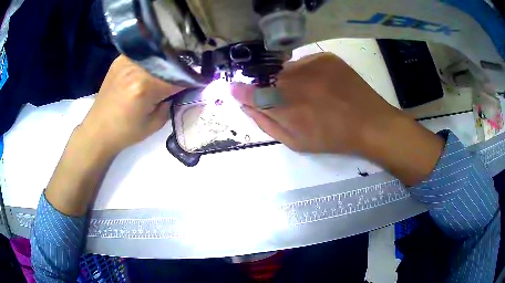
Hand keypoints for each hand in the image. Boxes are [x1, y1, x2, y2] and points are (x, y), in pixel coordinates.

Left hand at [80, 55, 183, 154]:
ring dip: (167, 60)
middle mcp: (136, 68)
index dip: (192, 79)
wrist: (98, 130)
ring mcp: (126, 61)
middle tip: (187, 73)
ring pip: (157, 54)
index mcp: (145, 87)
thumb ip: (171, 103)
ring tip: (171, 68)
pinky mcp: (119, 60)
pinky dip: (152, 58)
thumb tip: (182, 89)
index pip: (178, 77)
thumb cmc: (125, 132)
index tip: (200, 81)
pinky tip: (154, 65)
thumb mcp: (154, 124)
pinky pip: (143, 53)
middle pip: (168, 61)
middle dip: (181, 67)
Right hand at [231, 52, 443, 184]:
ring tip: (311, 93)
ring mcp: (311, 65)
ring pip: (287, 69)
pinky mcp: (326, 57)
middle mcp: (293, 81)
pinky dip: (308, 72)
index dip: (240, 91)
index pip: (250, 93)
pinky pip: (306, 63)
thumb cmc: (332, 139)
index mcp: (284, 106)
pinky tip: (322, 85)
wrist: (369, 124)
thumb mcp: (295, 142)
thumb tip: (247, 107)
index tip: (234, 89)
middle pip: (269, 79)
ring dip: (290, 80)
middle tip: (289, 99)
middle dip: (272, 88)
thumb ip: (267, 123)